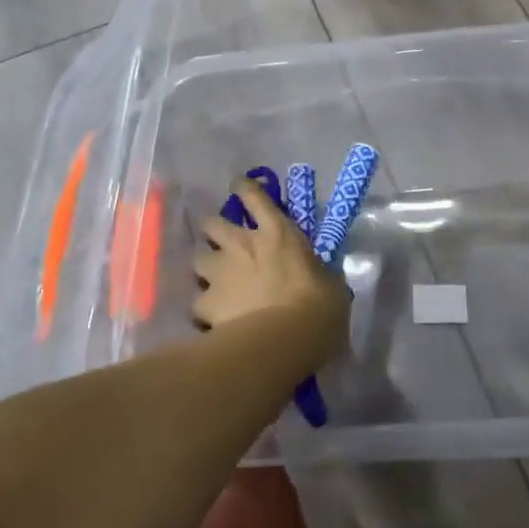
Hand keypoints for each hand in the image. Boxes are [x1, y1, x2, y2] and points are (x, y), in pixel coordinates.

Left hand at [192, 178, 349, 363]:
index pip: (254, 196)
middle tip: (221, 241)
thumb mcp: (331, 284)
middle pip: (212, 223)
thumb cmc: (318, 308)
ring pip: (197, 258)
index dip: (244, 187)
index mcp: (277, 233)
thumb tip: (322, 277)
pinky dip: (205, 308)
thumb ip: (319, 273)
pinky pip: (198, 301)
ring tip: (214, 280)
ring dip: (206, 266)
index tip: (239, 186)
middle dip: (213, 230)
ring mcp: (220, 272)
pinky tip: (214, 319)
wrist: (285, 341)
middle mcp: (242, 244)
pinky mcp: (205, 302)